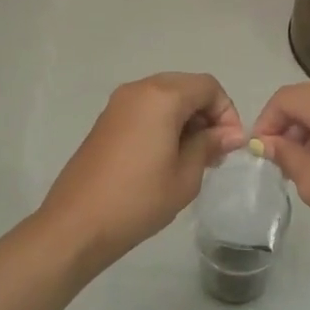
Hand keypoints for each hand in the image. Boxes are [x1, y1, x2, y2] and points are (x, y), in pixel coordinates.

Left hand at [39, 72, 245, 270]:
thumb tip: (231, 134)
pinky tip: (166, 157)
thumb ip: (209, 145)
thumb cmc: (139, 199)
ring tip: (192, 157)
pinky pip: (145, 109)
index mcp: (162, 96)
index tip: (230, 145)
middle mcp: (138, 89)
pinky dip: (163, 123)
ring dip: (185, 119)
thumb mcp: (185, 175)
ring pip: (165, 97)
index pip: (208, 86)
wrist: (78, 223)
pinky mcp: (106, 121)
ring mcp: (118, 104)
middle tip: (215, 151)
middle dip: (206, 113)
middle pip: (186, 86)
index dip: (227, 112)